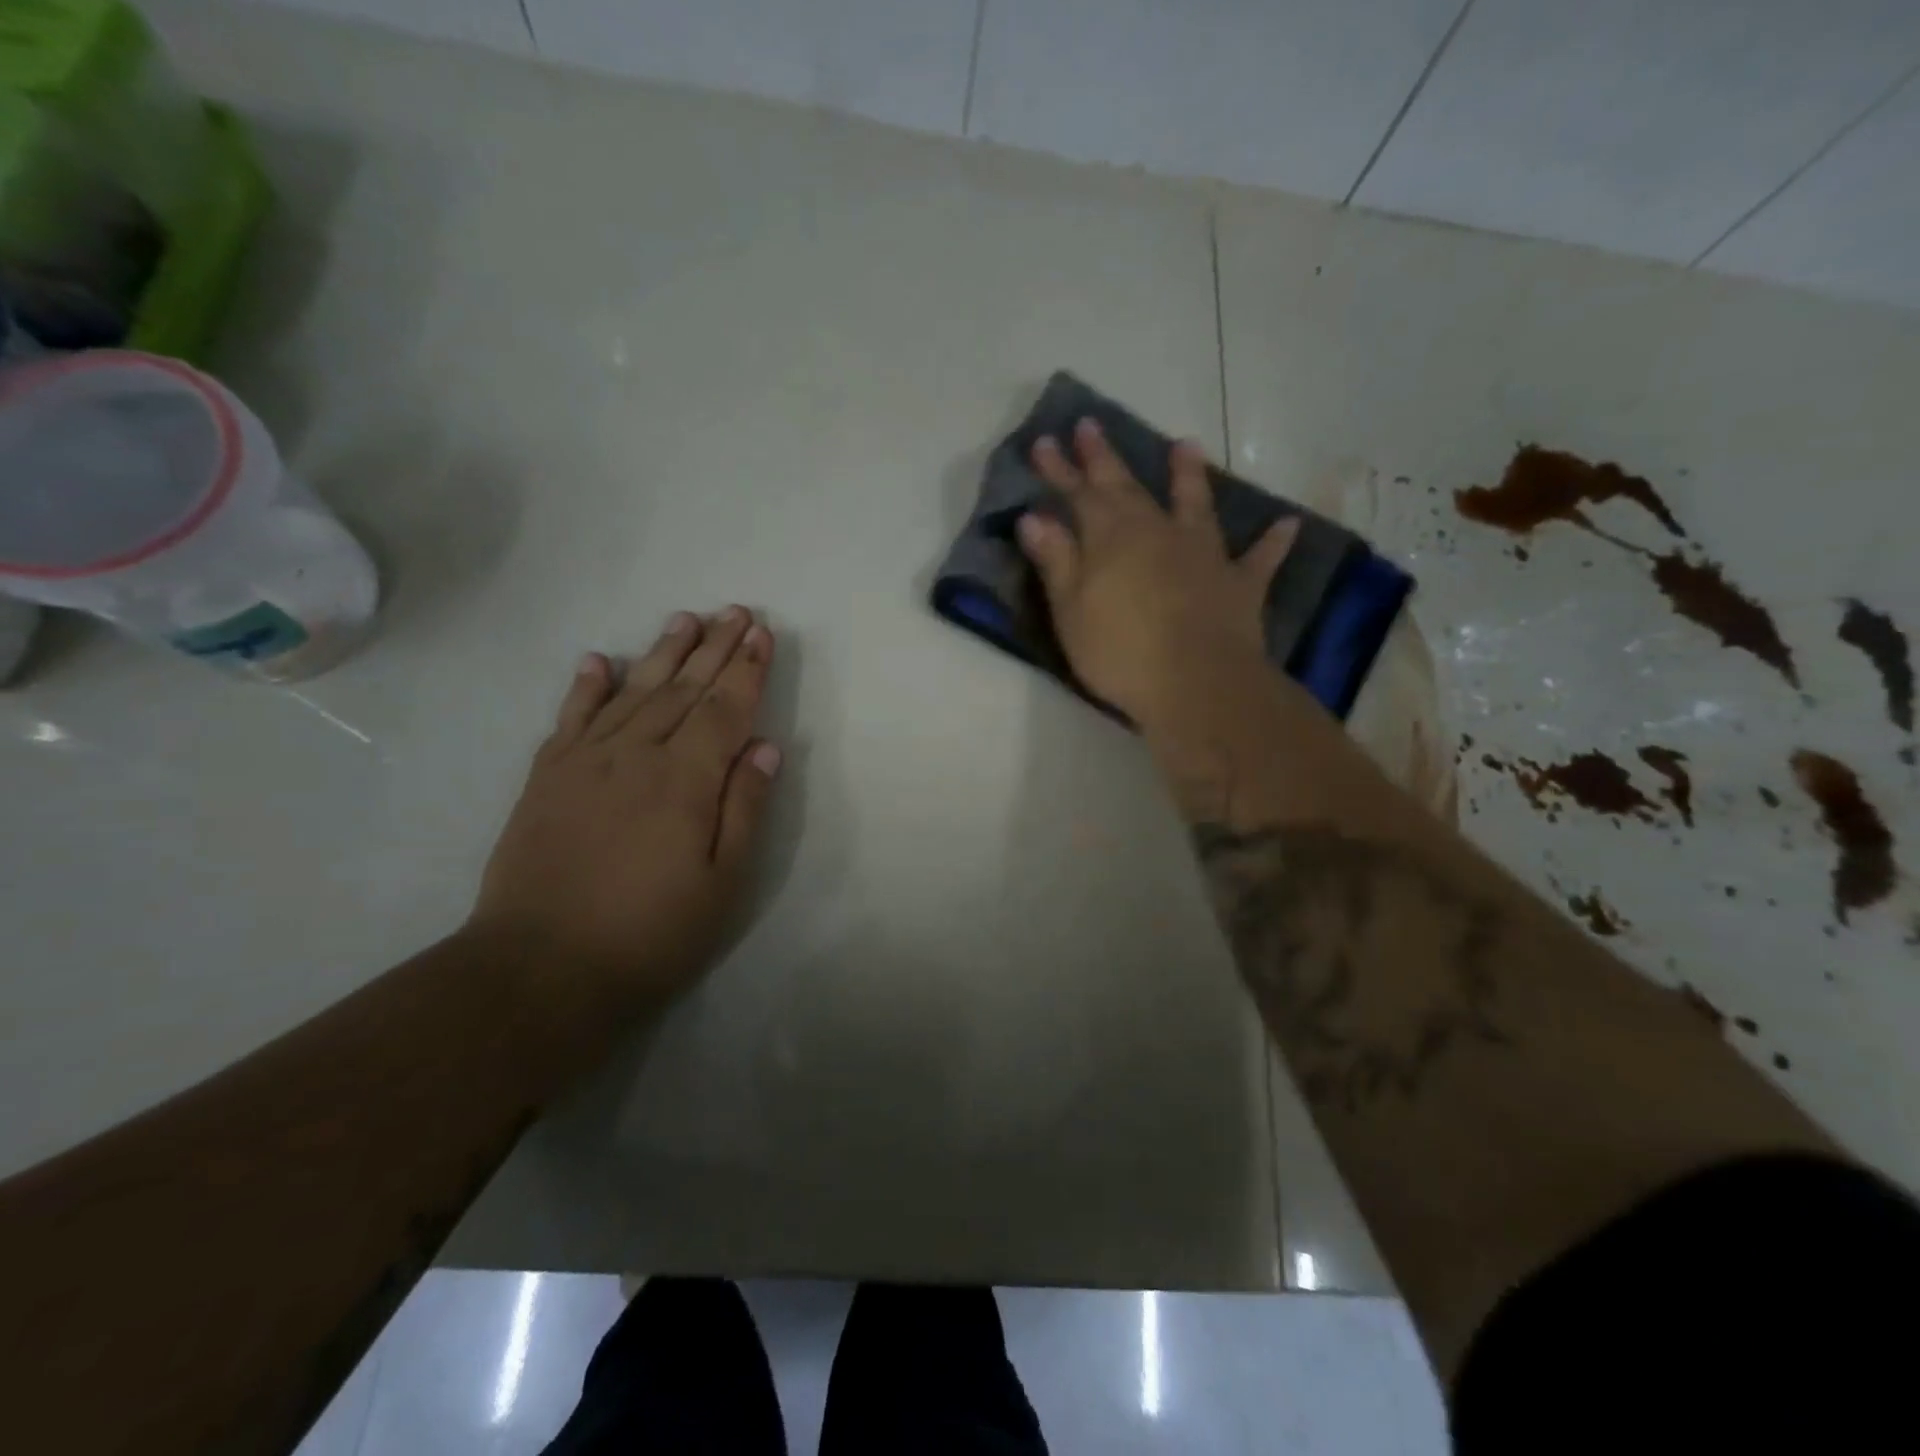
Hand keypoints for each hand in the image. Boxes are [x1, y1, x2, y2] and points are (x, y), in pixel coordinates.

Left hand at [469, 607, 781, 1011]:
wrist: (539, 969)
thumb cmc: (649, 933)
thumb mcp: (722, 884)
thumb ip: (744, 809)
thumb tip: (766, 747)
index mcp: (686, 781)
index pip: (724, 710)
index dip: (747, 670)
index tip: (763, 634)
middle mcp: (637, 756)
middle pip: (683, 689)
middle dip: (715, 648)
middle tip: (737, 611)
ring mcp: (585, 762)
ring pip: (633, 692)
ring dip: (662, 652)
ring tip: (686, 619)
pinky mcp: (547, 778)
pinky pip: (571, 718)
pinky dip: (588, 686)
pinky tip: (600, 660)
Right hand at [1016, 419, 1295, 731]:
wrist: (1196, 683)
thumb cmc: (1121, 652)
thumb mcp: (1071, 610)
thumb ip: (1056, 560)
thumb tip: (1034, 517)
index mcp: (1111, 538)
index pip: (1079, 494)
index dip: (1059, 469)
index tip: (1044, 441)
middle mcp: (1158, 532)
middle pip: (1127, 487)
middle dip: (1105, 457)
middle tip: (1091, 424)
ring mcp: (1204, 554)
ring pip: (1195, 504)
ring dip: (1188, 475)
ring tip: (1186, 445)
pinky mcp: (1239, 583)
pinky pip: (1260, 558)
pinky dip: (1271, 542)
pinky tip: (1286, 524)